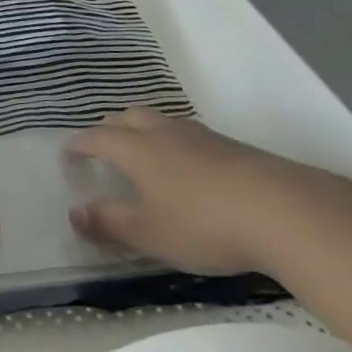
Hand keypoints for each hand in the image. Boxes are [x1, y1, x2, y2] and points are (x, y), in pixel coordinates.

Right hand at [68, 108, 300, 274]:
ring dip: (143, 129)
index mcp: (138, 150)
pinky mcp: (230, 147)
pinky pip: (188, 134)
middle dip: (111, 127)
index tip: (69, 150)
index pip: (99, 138)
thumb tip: (74, 212)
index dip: (81, 143)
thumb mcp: (149, 233)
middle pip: (129, 117)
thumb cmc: (203, 223)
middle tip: (103, 144)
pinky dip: (173, 142)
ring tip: (143, 150)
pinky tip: (186, 166)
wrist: (281, 210)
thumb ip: (109, 223)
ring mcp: (200, 136)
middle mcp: (164, 133)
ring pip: (161, 121)